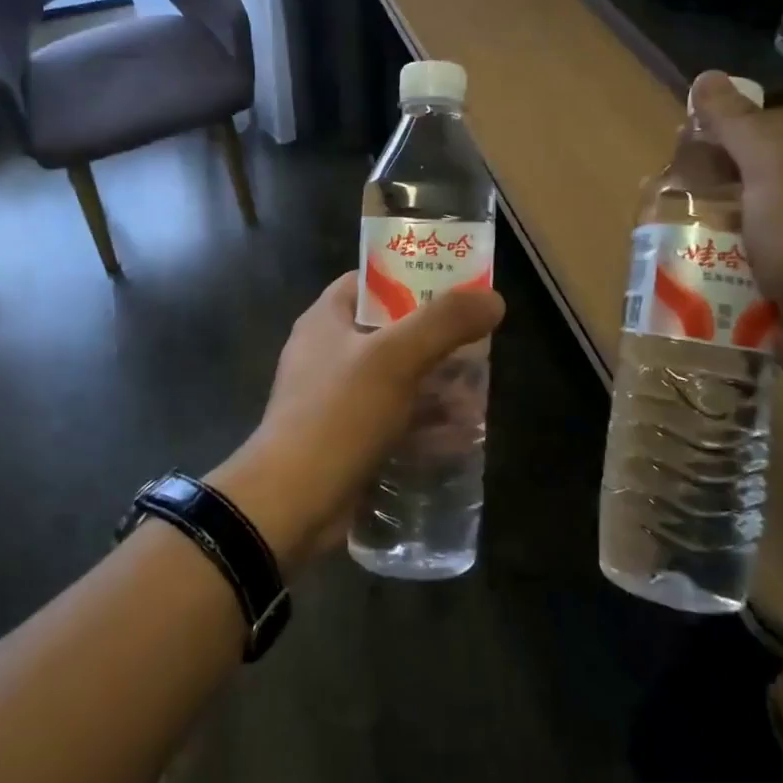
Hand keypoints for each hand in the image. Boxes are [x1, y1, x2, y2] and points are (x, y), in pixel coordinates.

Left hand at [209, 273, 503, 572]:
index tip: (455, 287)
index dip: (411, 278)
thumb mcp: (394, 359)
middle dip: (436, 342)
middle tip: (478, 348)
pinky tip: (459, 437)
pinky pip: (392, 420)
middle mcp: (327, 353)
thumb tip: (492, 298)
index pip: (369, 282)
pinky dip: (422, 424)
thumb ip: (444, 323)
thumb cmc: (338, 415)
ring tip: (477, 399)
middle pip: (390, 333)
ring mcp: (335, 399)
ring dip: (435, 388)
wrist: (290, 504)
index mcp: (325, 320)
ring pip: (396, 380)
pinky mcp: (347, 439)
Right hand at [689, 71, 782, 388]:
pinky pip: (734, 265)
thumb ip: (737, 125)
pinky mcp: (782, 285)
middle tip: (658, 205)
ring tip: (660, 244)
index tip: (672, 158)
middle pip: (736, 180)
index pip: (750, 134)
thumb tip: (706, 76)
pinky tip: (681, 275)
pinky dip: (709, 267)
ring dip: (697, 232)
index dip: (709, 139)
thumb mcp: (772, 168)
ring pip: (731, 225)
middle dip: (696, 190)